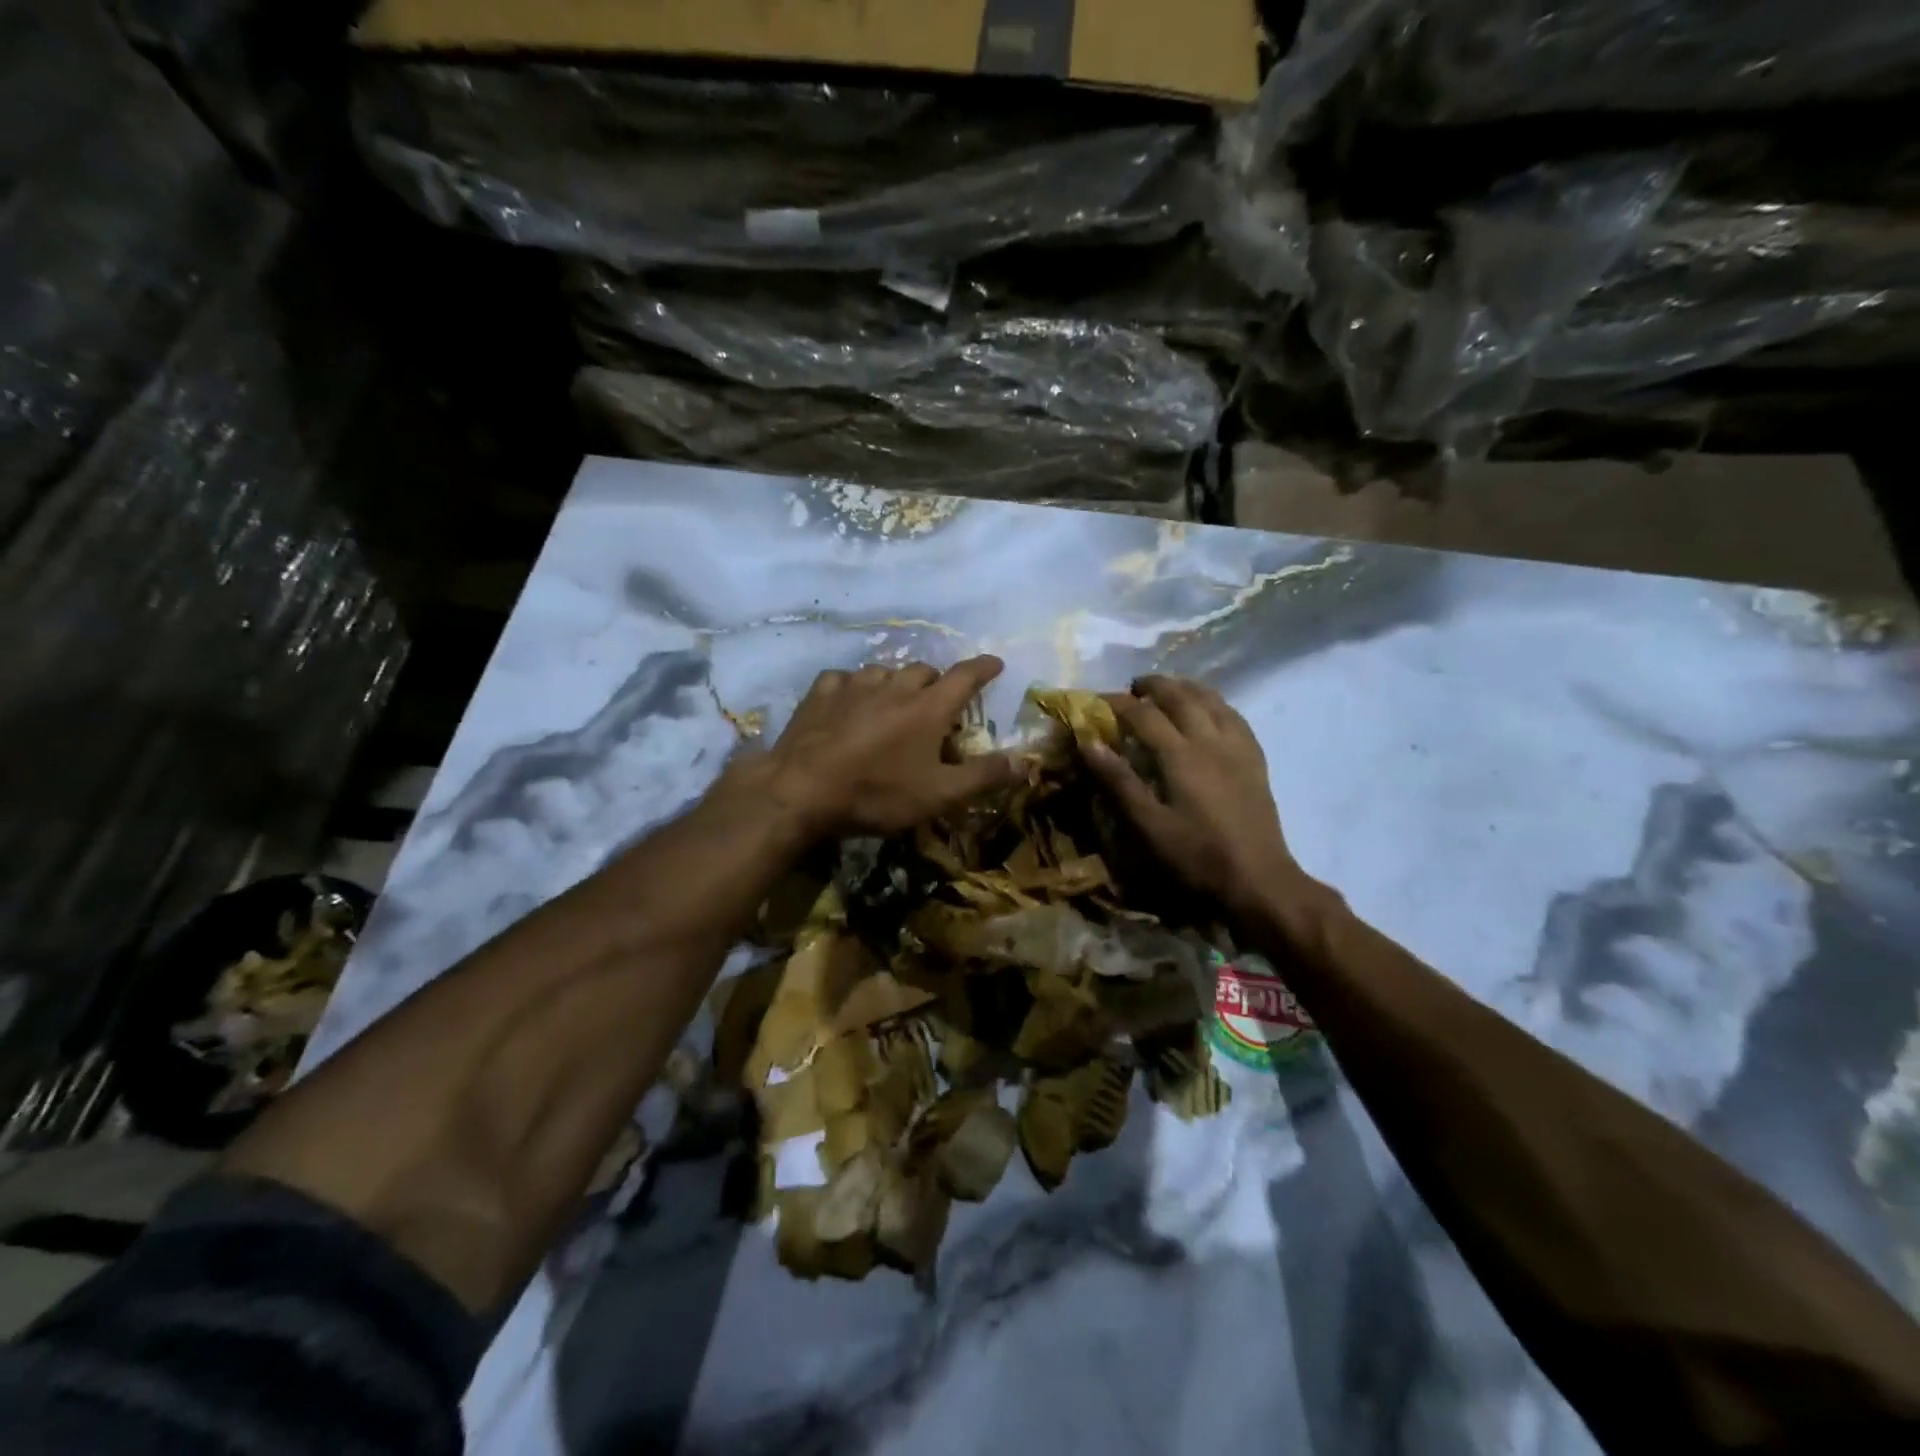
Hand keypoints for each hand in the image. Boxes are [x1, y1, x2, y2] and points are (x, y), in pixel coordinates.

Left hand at [726, 657, 1019, 838]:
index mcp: (929, 707)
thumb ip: (984, 776)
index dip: (983, 668)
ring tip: (894, 703)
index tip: (995, 663)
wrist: (802, 790)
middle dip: (937, 682)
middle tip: (938, 705)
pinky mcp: (821, 694)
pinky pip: (844, 678)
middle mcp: (895, 686)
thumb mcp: (939, 794)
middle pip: (924, 671)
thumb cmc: (877, 793)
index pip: (965, 676)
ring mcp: (854, 685)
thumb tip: (1026, 762)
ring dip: (896, 683)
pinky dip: (854, 687)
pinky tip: (849, 701)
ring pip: (884, 671)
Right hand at [1084, 675, 1307, 921]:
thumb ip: (1119, 781)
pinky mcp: (1255, 760)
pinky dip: (1215, 703)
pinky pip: (1234, 716)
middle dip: (1154, 686)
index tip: (1097, 702)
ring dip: (1186, 688)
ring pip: (1212, 700)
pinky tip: (1209, 710)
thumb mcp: (1149, 825)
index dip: (1118, 703)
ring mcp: (1238, 748)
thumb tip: (1090, 742)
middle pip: (1180, 696)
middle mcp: (1211, 740)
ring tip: (1168, 691)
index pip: (1144, 714)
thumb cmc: (1196, 857)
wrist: (1258, 880)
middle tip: (1132, 689)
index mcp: (1181, 755)